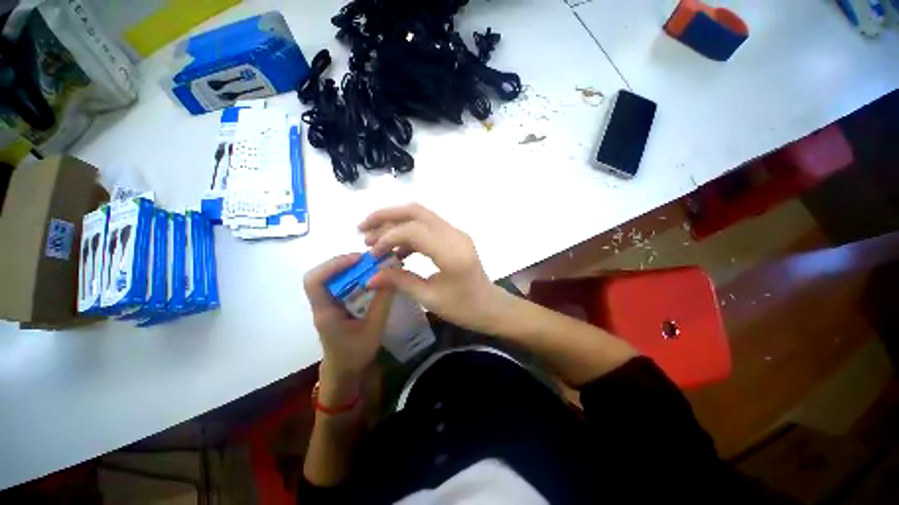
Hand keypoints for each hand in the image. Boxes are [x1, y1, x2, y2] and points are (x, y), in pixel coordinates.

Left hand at [304, 254, 393, 389]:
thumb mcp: (374, 328)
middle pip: (323, 274)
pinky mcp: (336, 304)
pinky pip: (342, 284)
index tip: (359, 260)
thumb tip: (392, 275)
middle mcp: (322, 303)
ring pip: (333, 277)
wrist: (346, 370)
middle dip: (346, 263)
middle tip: (371, 261)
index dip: (334, 265)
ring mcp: (328, 303)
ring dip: (352, 268)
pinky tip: (371, 277)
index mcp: (324, 311)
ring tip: (373, 266)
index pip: (314, 281)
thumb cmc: (356, 353)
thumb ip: (382, 302)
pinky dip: (356, 276)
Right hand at [360, 203, 511, 333]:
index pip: (413, 230)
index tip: (371, 254)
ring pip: (421, 216)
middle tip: (363, 228)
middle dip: (386, 216)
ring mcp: (456, 233)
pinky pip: (427, 227)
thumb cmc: (464, 307)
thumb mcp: (430, 298)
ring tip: (374, 239)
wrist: (490, 306)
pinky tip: (396, 250)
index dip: (387, 237)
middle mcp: (455, 235)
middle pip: (416, 211)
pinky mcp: (454, 237)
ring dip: (396, 223)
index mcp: (451, 252)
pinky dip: (409, 233)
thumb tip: (370, 277)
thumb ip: (400, 282)